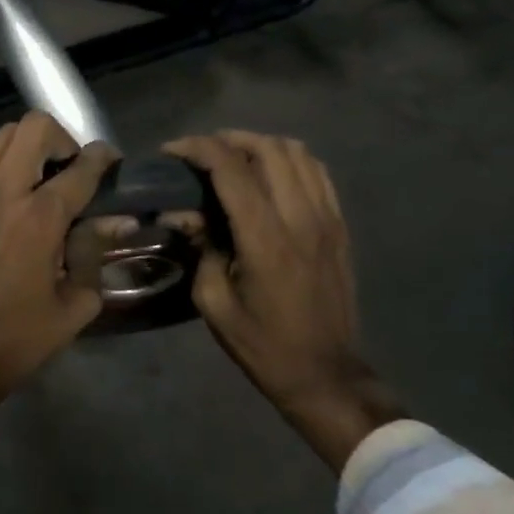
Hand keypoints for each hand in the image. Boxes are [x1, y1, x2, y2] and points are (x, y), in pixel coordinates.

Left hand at [0, 114, 117, 513]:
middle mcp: (5, 192)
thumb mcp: (77, 301)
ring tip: (39, 171)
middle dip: (63, 139)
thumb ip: (96, 251)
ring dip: (28, 144)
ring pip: (2, 133)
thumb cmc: (22, 335)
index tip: (112, 163)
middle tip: (71, 168)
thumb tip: (118, 220)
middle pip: (36, 128)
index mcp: (41, 217)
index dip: (104, 159)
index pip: (82, 167)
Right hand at [164, 132, 401, 471]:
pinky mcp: (340, 225)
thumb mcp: (215, 303)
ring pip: (297, 152)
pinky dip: (289, 160)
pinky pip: (318, 172)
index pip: (232, 168)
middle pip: (268, 148)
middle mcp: (301, 218)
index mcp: (266, 239)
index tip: (173, 151)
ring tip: (234, 158)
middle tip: (201, 154)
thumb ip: (201, 248)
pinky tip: (269, 174)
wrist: (324, 373)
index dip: (198, 148)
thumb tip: (185, 212)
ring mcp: (327, 218)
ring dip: (260, 145)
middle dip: (228, 140)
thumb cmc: (263, 344)